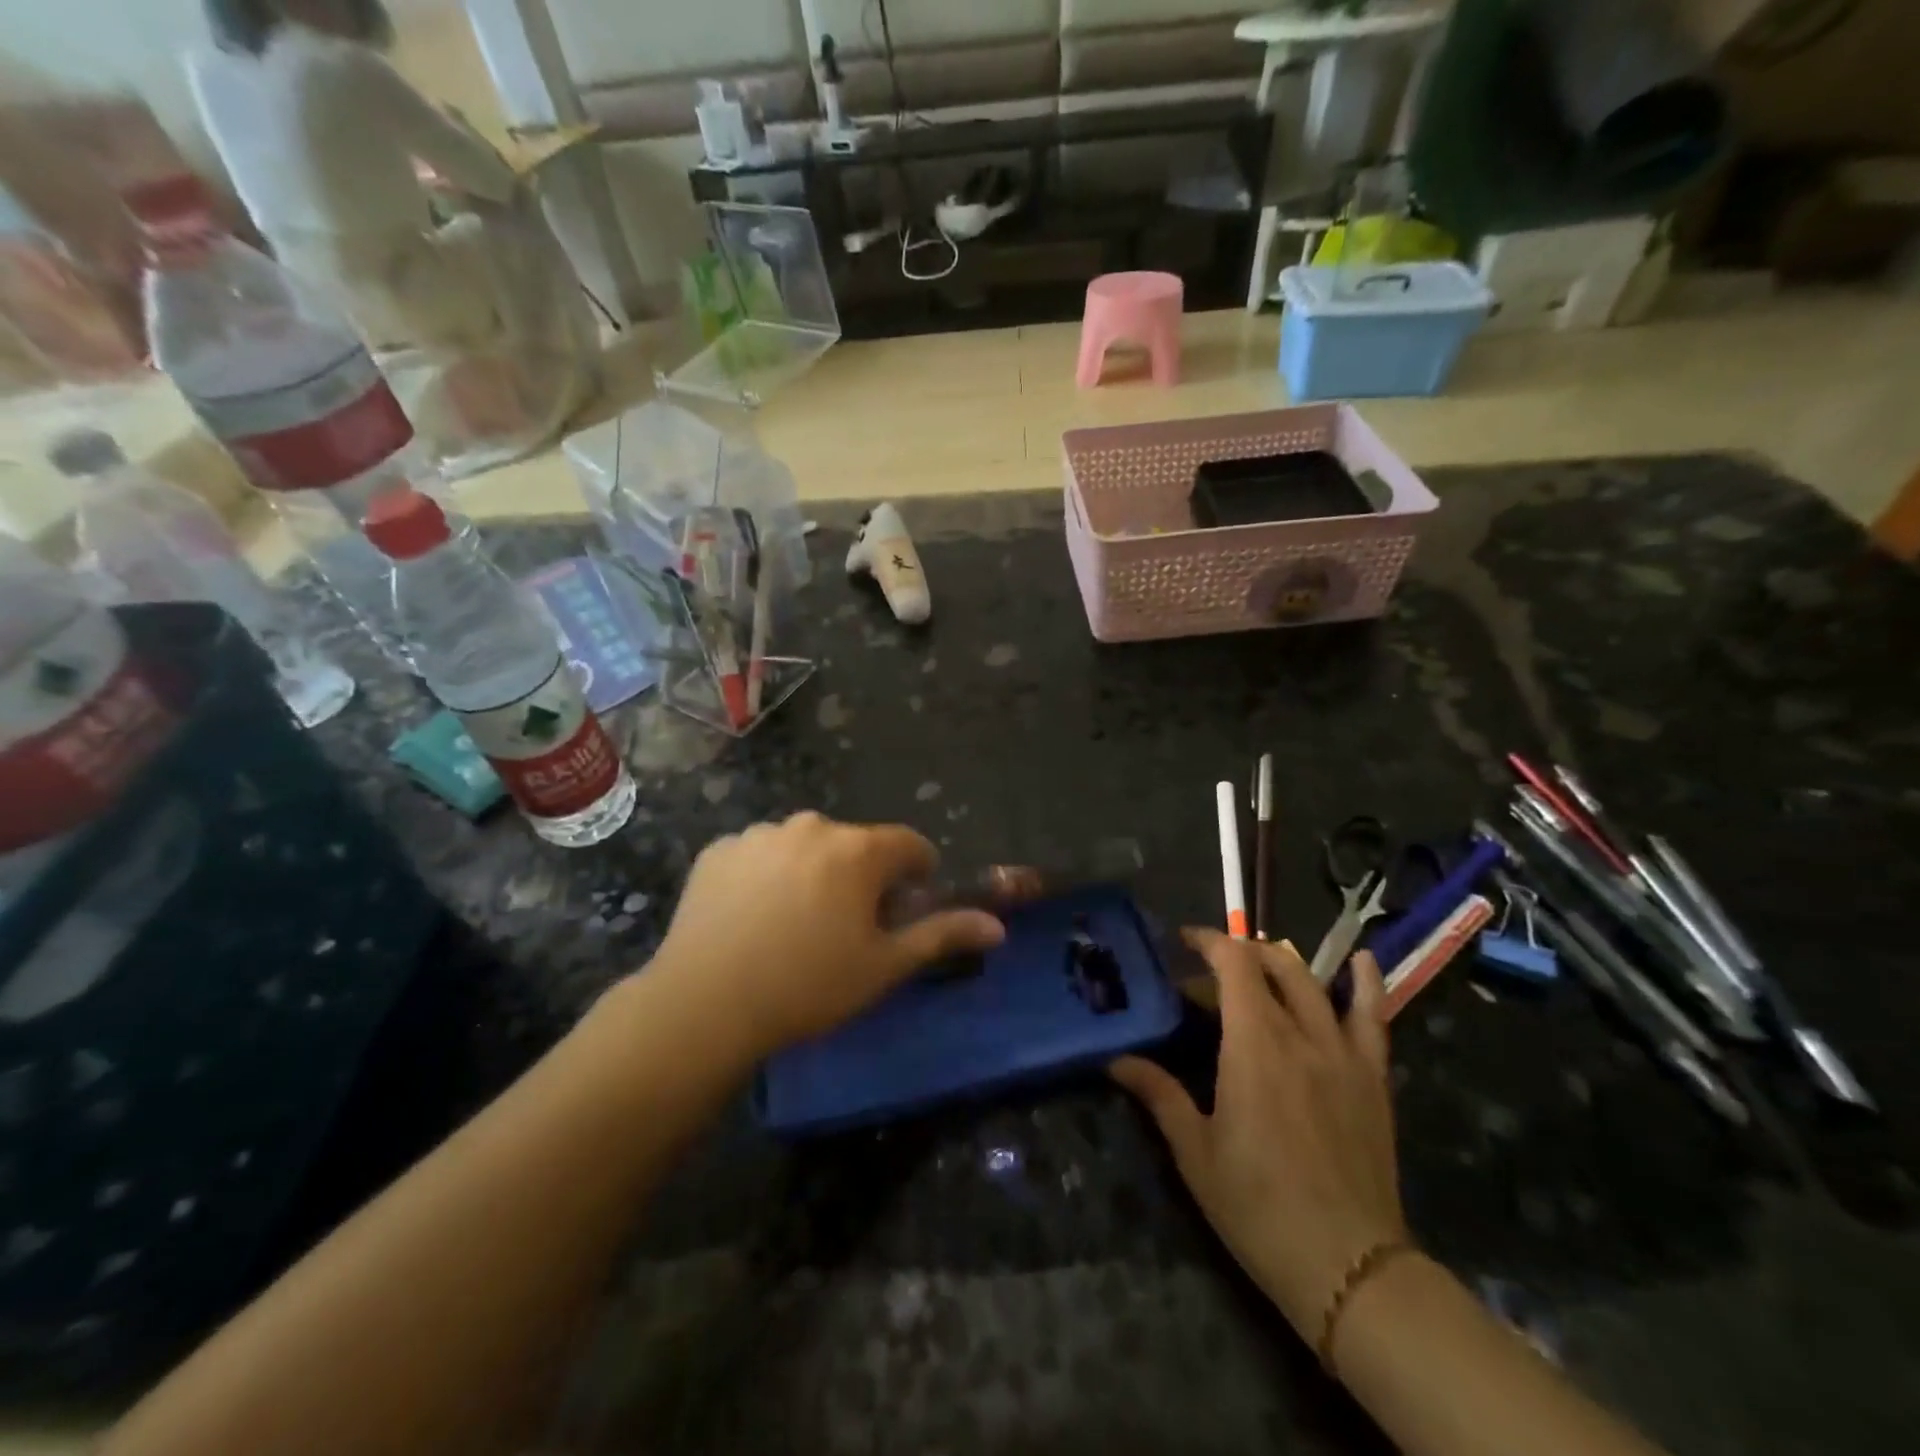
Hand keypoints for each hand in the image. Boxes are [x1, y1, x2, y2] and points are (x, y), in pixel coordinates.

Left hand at [652, 812, 1005, 1056]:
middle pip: (856, 845)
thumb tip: (997, 926)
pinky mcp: (719, 850)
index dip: (916, 875)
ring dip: (814, 873)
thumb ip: (942, 935)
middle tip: (846, 928)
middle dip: (862, 877)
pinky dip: (768, 876)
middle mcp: (812, 826)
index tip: (904, 909)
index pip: (910, 845)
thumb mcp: (884, 966)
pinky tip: (753, 918)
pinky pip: (761, 855)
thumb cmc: (808, 986)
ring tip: (794, 925)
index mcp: (858, 849)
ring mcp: (760, 834)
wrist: (705, 1004)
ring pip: (806, 847)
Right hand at [1111, 932, 1406, 1337]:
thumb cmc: (1258, 1207)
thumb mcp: (1195, 1152)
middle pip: (1273, 966)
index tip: (1184, 941)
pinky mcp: (1373, 1079)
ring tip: (1262, 961)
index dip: (1209, 942)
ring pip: (1315, 983)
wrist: (1349, 1267)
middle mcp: (1301, 1035)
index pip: (1234, 966)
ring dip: (1284, 962)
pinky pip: (1374, 1019)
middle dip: (1240, 953)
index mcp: (1254, 1045)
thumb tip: (1116, 1060)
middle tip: (1212, 968)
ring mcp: (1344, 1054)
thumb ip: (1159, 1095)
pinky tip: (1363, 961)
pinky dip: (1367, 984)